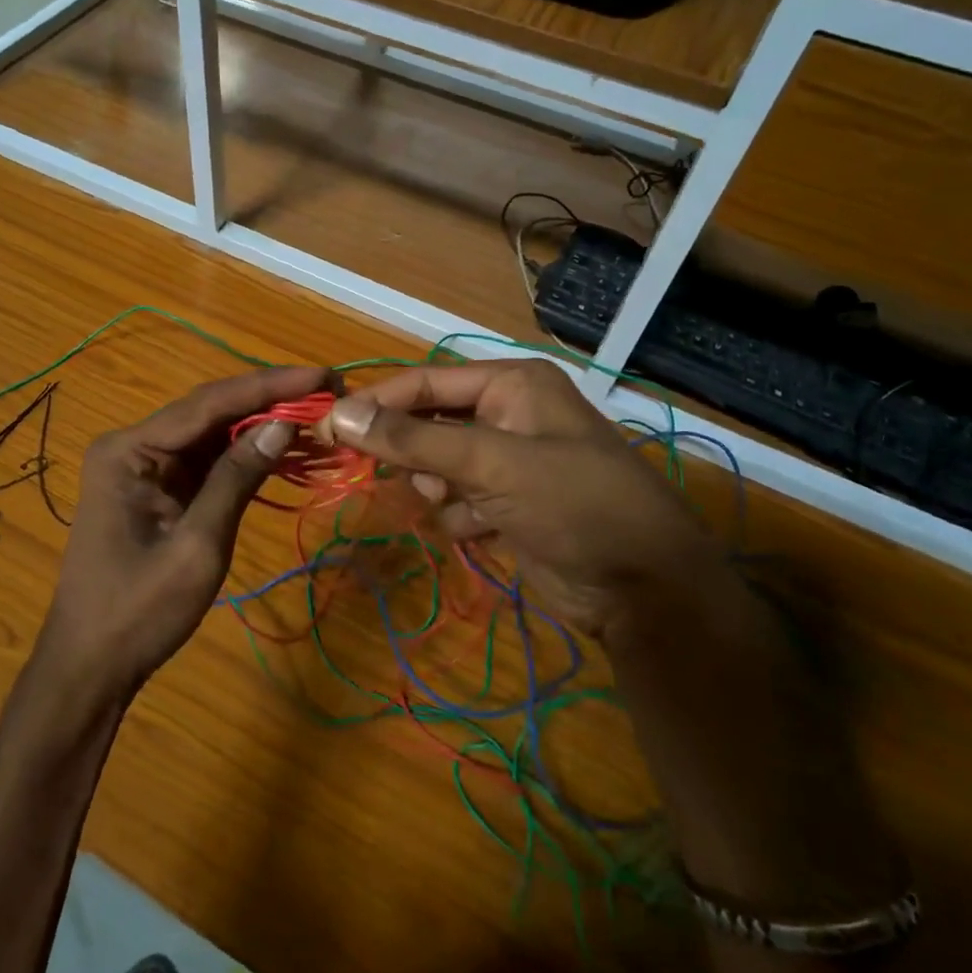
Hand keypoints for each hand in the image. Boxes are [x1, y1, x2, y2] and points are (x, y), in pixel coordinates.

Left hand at [35, 366, 329, 698]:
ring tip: (318, 412)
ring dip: (262, 425)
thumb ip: (236, 477)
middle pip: (211, 411)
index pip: (208, 403)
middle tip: (328, 389)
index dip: (269, 386)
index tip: (322, 374)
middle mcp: (134, 445)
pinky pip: (208, 460)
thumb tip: (283, 423)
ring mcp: (146, 467)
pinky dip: (246, 454)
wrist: (92, 666)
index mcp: (129, 450)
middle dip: (270, 400)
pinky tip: (284, 445)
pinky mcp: (160, 488)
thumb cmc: (139, 611)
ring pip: (212, 433)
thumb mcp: (197, 545)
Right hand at [319, 360, 719, 637]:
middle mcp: (507, 414)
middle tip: (379, 476)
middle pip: (428, 424)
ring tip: (457, 506)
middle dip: (410, 454)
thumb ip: (414, 439)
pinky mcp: (507, 504)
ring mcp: (508, 462)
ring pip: (436, 466)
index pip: (423, 383)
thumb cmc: (575, 504)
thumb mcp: (492, 464)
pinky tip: (480, 531)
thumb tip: (341, 414)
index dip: (374, 404)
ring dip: (435, 489)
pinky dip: (457, 516)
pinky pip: (455, 500)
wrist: (645, 589)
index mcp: (510, 384)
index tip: (326, 428)